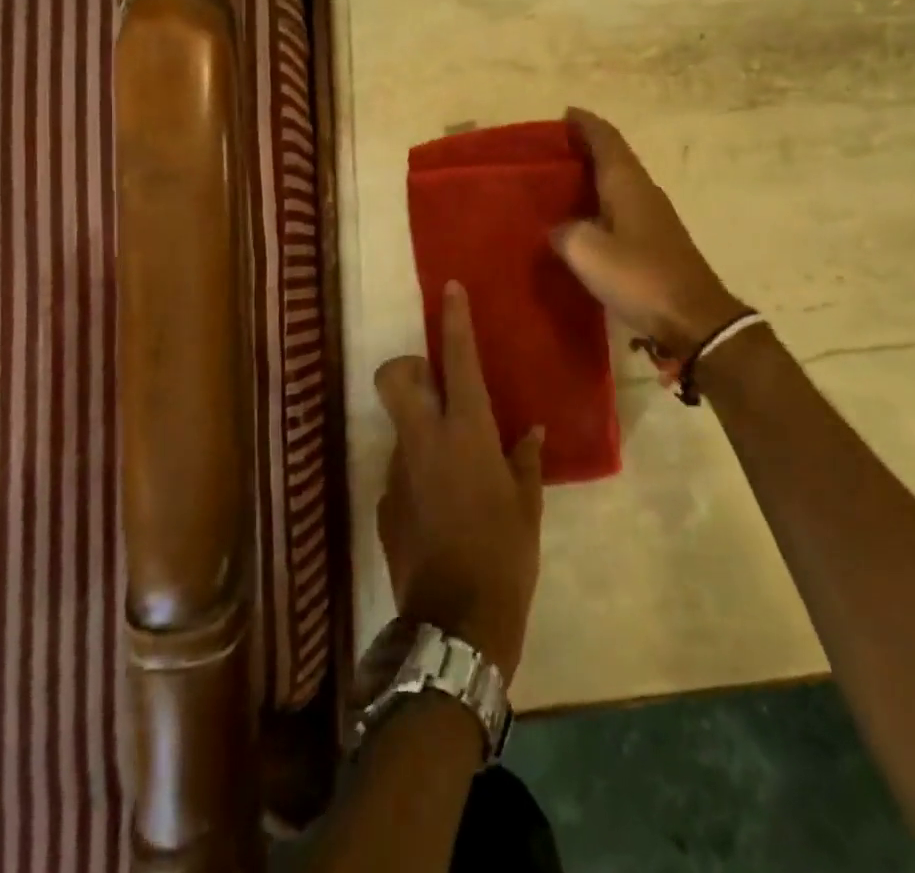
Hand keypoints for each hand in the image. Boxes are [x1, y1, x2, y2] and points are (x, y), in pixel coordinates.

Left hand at [375, 282, 543, 678]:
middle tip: (435, 385)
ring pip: (400, 426)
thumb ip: (525, 460)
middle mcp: (424, 442)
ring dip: (421, 429)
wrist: (456, 624)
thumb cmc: (504, 554)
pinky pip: (402, 470)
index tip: (450, 289)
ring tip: (455, 467)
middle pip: (395, 378)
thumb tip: (529, 431)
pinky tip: (442, 507)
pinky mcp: (385, 504)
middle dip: (407, 368)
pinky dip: (419, 472)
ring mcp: (398, 472)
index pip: (458, 361)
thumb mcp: (526, 505)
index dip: (453, 321)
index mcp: (466, 433)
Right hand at [552, 107, 746, 360]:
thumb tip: (561, 230)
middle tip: (554, 150)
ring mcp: (654, 217)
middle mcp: (644, 192)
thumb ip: (566, 233)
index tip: (565, 114)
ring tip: (562, 182)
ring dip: (595, 177)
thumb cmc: (640, 277)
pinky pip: (623, 209)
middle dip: (587, 148)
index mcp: (628, 184)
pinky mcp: (657, 241)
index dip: (585, 124)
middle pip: (615, 157)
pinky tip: (585, 221)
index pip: (606, 139)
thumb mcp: (588, 253)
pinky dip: (602, 204)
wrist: (693, 319)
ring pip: (620, 183)